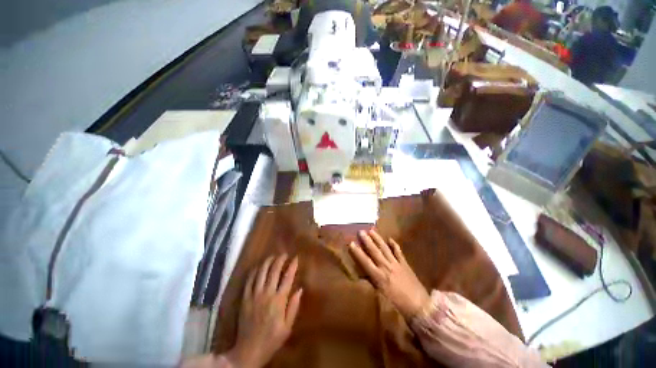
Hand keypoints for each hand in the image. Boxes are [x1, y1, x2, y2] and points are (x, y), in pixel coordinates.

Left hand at [227, 255, 302, 367]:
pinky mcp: (245, 298)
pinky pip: (249, 280)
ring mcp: (254, 295)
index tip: (296, 258)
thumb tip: (300, 289)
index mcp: (279, 301)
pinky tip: (258, 267)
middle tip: (284, 254)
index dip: (292, 266)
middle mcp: (267, 294)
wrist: (249, 351)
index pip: (287, 278)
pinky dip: (254, 271)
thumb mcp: (287, 327)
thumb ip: (293, 307)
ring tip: (272, 257)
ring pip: (261, 272)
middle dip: (280, 260)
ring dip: (267, 262)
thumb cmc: (271, 339)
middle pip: (274, 271)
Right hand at [349, 230, 429, 319]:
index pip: (365, 262)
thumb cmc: (398, 305)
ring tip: (372, 231)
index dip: (357, 252)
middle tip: (361, 231)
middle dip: (367, 241)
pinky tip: (390, 239)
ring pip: (385, 249)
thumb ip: (373, 283)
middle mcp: (386, 267)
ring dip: (378, 239)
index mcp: (379, 277)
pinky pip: (398, 252)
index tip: (351, 243)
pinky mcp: (405, 264)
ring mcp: (396, 264)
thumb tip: (364, 274)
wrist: (420, 307)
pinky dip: (394, 245)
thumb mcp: (382, 296)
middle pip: (375, 251)